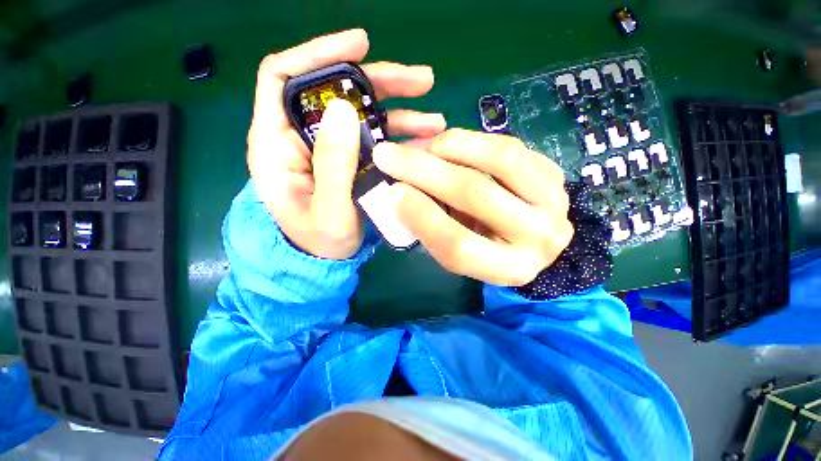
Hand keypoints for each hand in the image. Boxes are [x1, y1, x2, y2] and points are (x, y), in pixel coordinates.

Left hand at [247, 29, 445, 258]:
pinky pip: (377, 139)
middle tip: (422, 82)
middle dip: (381, 82)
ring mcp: (332, 148)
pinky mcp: (352, 160)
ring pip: (364, 115)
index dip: (319, 52)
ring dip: (400, 111)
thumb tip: (345, 109)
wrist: (326, 260)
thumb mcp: (326, 210)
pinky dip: (401, 137)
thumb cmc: (319, 242)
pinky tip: (425, 141)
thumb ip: (331, 164)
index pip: (283, 76)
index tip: (361, 44)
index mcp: (277, 143)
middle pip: (338, 92)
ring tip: (434, 118)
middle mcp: (303, 136)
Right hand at [372, 129, 573, 285]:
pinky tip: (449, 143)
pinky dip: (472, 139)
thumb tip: (400, 189)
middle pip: (475, 195)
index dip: (421, 216)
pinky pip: (509, 146)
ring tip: (420, 145)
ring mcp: (554, 202)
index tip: (392, 191)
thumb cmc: (481, 248)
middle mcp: (539, 239)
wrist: (523, 236)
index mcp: (508, 269)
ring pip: (498, 159)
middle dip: (424, 171)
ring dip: (449, 146)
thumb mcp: (453, 251)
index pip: (458, 245)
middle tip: (388, 155)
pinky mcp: (554, 174)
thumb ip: (430, 227)